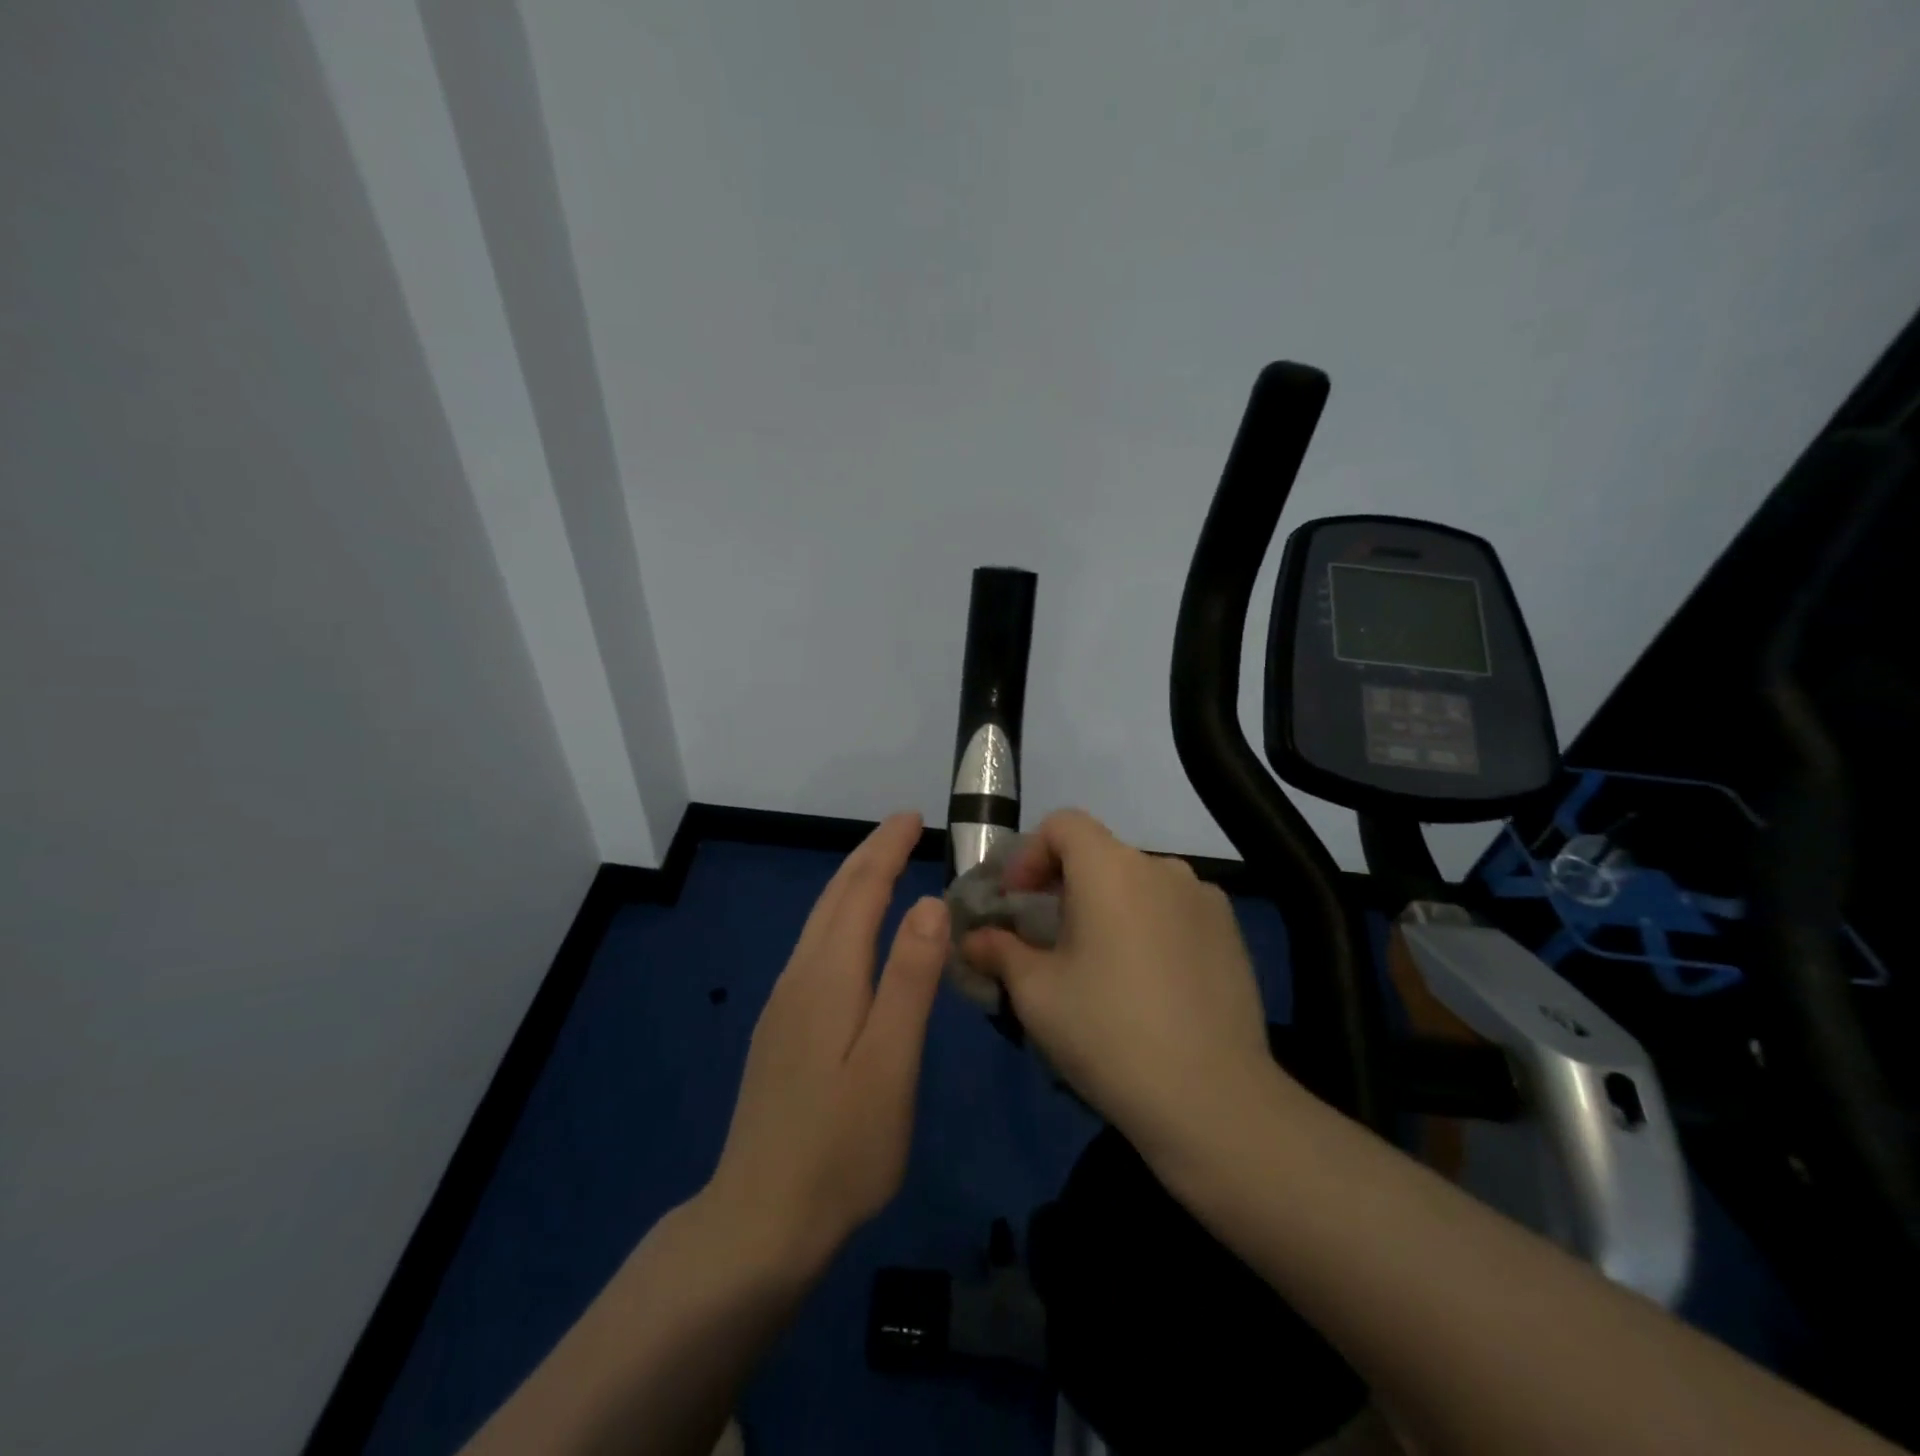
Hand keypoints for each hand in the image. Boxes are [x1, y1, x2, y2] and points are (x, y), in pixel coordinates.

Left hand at [705, 812, 947, 1278]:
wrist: (759, 1222)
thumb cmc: (841, 1147)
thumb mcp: (890, 1063)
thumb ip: (909, 980)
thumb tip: (928, 903)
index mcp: (828, 977)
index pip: (860, 891)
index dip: (885, 849)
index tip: (911, 816)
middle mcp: (799, 978)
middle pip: (833, 898)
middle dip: (867, 856)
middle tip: (901, 827)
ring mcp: (784, 1005)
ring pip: (819, 923)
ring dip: (852, 885)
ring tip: (883, 867)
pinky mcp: (781, 1031)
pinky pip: (815, 950)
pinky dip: (841, 919)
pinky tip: (852, 937)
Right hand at [961, 809, 1280, 1159]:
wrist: (1213, 1100)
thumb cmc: (1109, 1033)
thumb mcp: (1037, 994)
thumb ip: (1000, 952)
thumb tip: (974, 939)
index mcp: (1111, 869)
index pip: (1064, 824)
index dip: (1031, 854)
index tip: (1016, 902)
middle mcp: (1162, 868)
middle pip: (1100, 855)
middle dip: (1065, 887)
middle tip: (1048, 940)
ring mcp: (1204, 899)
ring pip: (1139, 885)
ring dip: (1109, 907)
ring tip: (1099, 966)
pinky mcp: (1231, 933)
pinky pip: (1175, 911)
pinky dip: (1149, 927)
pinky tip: (1147, 984)